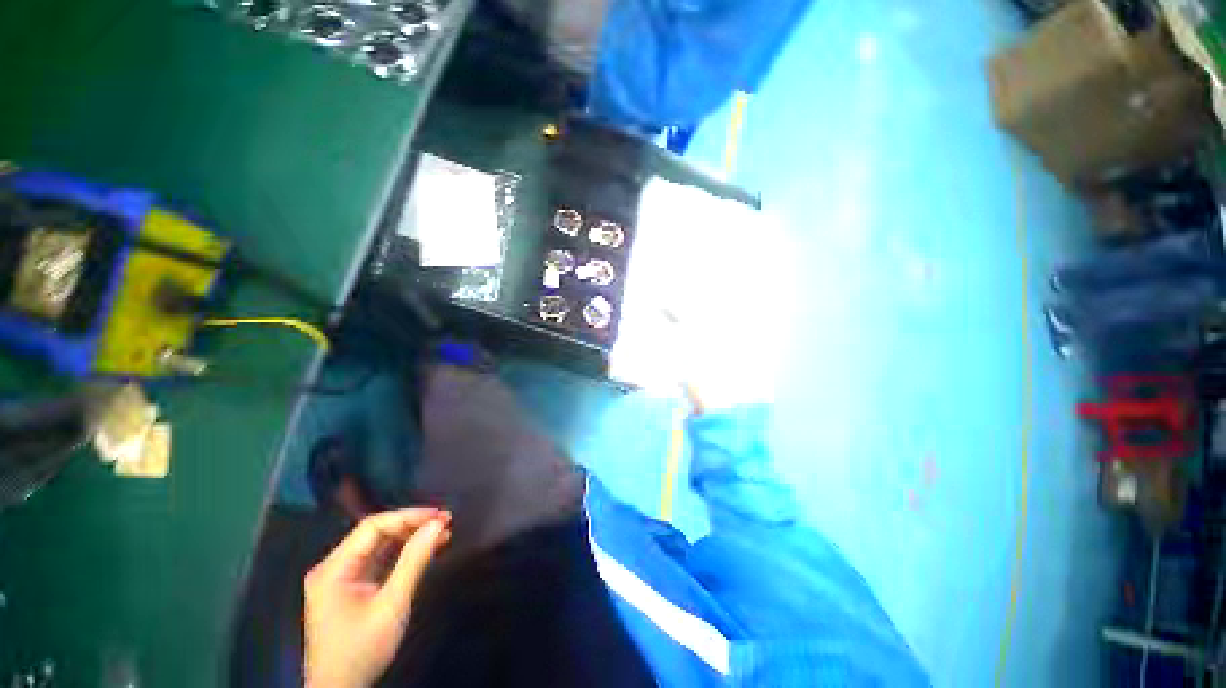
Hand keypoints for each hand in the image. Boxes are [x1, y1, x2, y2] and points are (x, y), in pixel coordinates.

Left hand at [304, 508, 451, 687]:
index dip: (409, 516)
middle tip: (445, 522)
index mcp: (333, 569)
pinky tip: (426, 550)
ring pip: (379, 546)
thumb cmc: (362, 650)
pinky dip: (402, 554)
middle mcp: (333, 567)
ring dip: (410, 538)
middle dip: (412, 525)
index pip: (373, 526)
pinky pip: (378, 561)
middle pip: (376, 533)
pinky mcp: (350, 589)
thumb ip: (414, 561)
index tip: (440, 516)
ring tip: (442, 533)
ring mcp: (340, 578)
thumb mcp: (392, 605)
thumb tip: (438, 525)